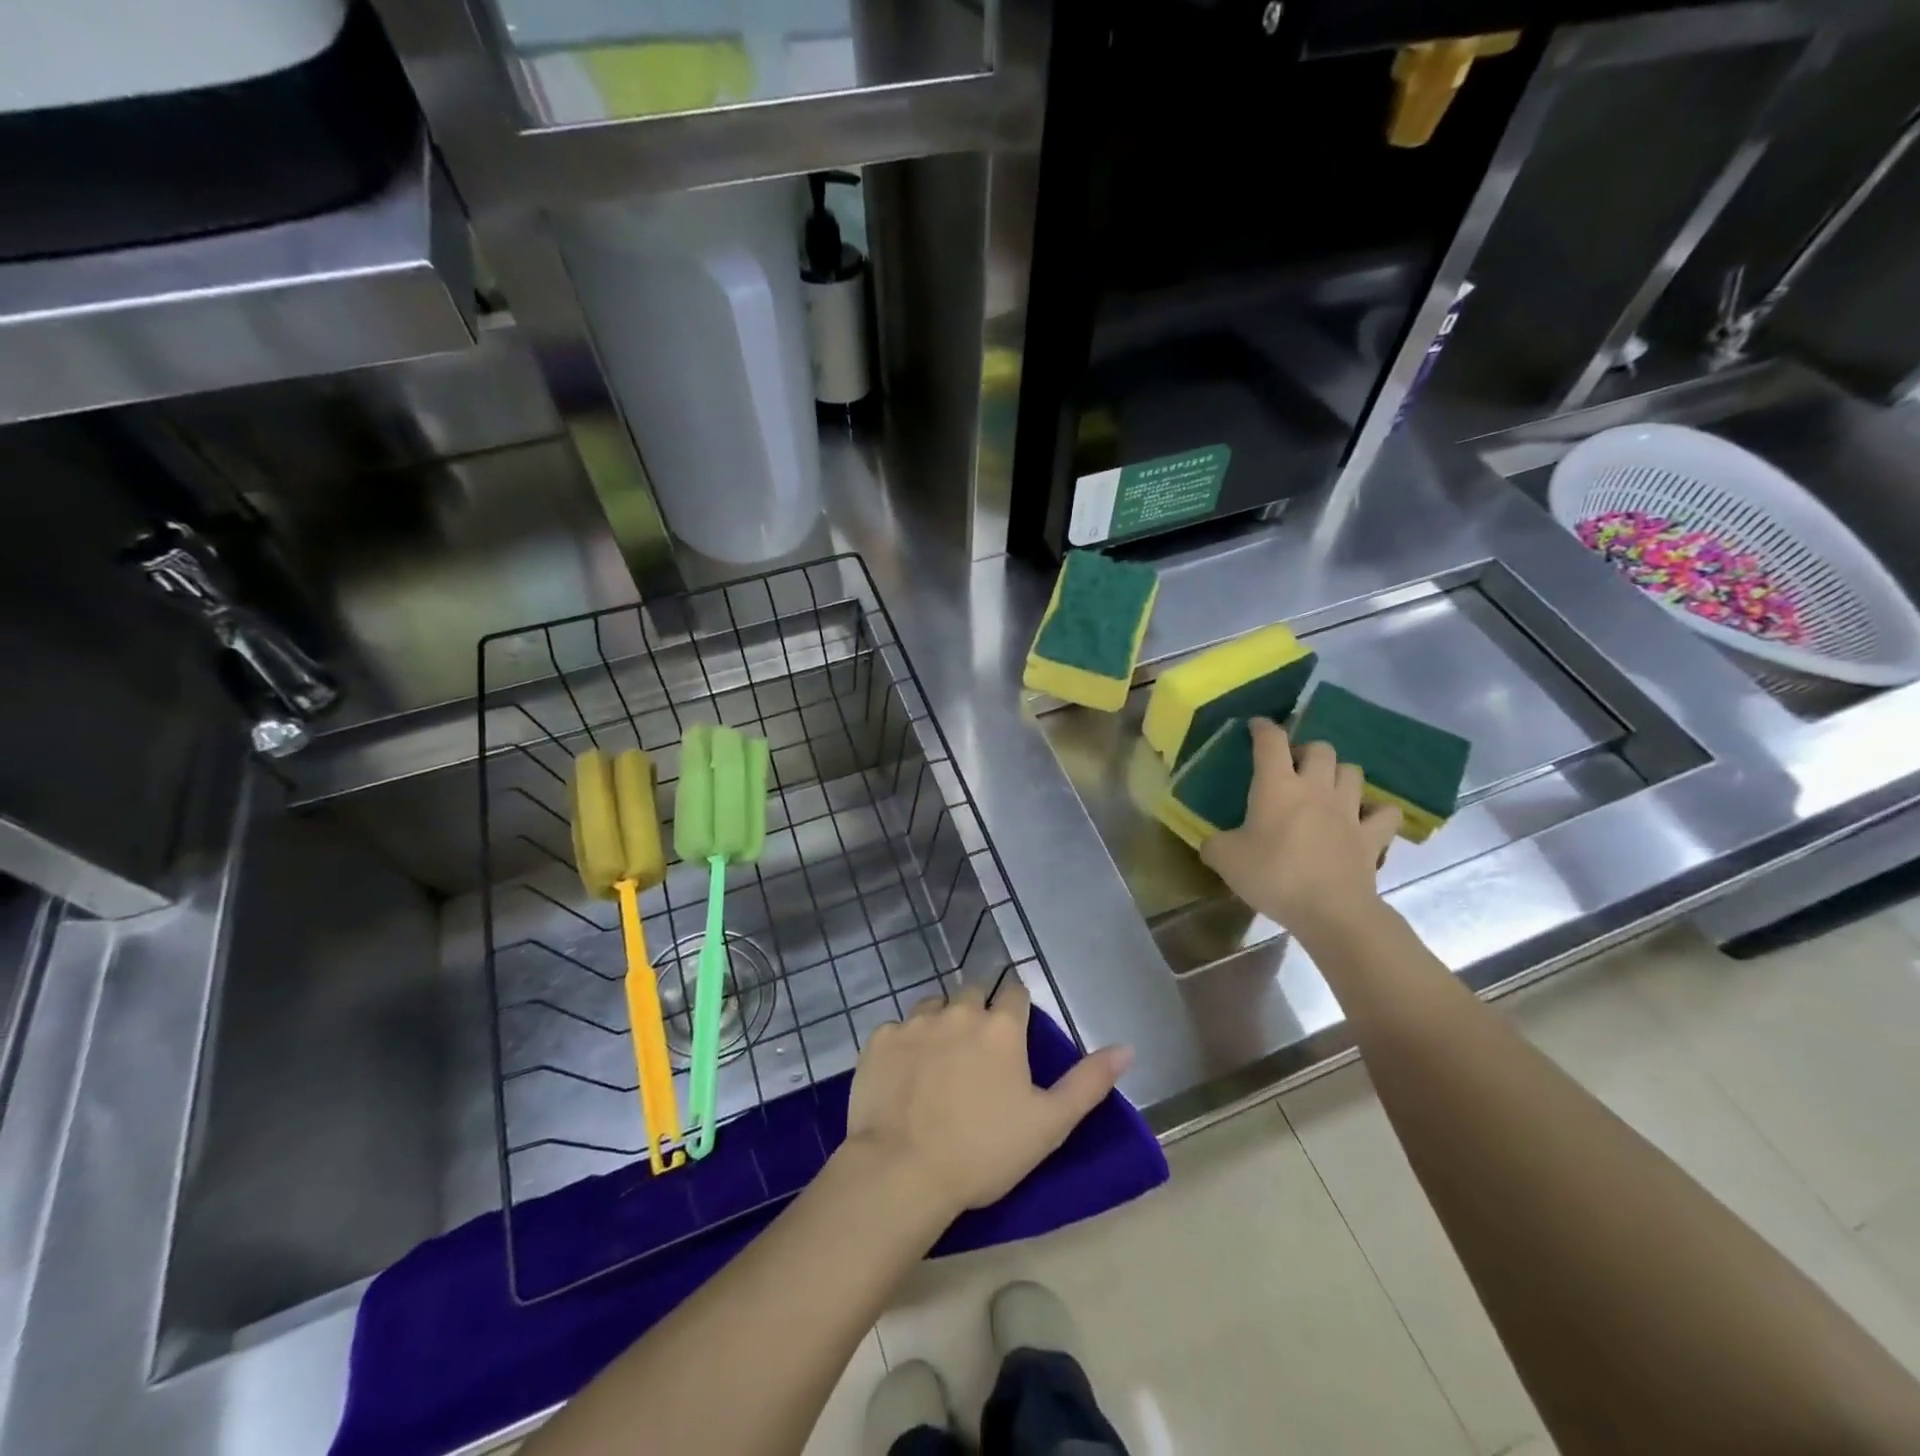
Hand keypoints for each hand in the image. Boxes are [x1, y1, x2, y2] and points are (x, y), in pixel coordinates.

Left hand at [842, 979, 1132, 1220]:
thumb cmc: (984, 1151)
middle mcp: (958, 1011)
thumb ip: (1089, 1082)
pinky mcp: (879, 1039)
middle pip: (973, 993)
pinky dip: (904, 1045)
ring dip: (941, 1023)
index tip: (1014, 1034)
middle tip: (977, 1053)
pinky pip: (897, 1029)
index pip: (1015, 993)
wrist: (902, 1172)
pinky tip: (904, 1077)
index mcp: (1000, 1026)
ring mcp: (914, 1022)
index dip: (1017, 1010)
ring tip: (940, 1062)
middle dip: (979, 1012)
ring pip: (934, 1006)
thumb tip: (1127, 1048)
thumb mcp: (1049, 1124)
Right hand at [1200, 718, 1400, 939]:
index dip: (1262, 727)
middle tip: (1292, 768)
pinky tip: (1364, 817)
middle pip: (1320, 748)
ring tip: (1326, 787)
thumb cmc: (1273, 876)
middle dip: (1306, 751)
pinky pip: (1384, 812)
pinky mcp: (1372, 836)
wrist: (1330, 910)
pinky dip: (1376, 810)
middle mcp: (1316, 788)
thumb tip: (1212, 842)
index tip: (1255, 726)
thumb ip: (1214, 844)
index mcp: (1277, 786)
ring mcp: (1349, 810)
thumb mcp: (1225, 860)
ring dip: (1339, 773)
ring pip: (1353, 771)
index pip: (1271, 741)